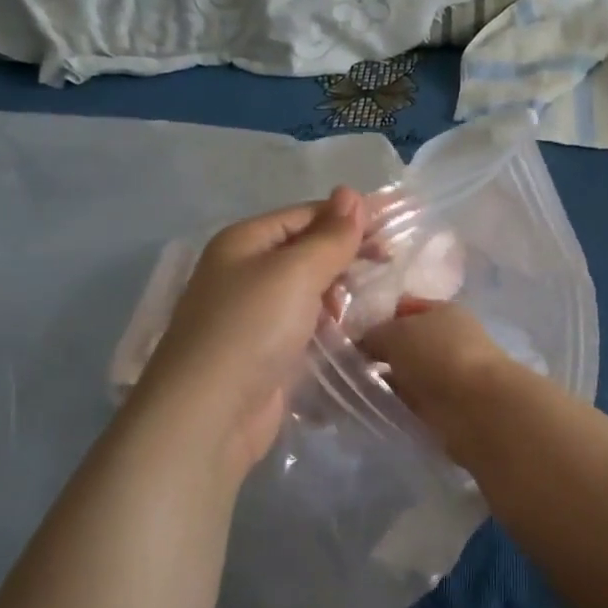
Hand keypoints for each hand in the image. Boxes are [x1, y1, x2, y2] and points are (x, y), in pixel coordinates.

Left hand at [135, 188, 367, 473]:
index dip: (350, 216)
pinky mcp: (266, 350)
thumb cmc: (252, 328)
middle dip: (347, 253)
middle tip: (391, 263)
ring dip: (339, 290)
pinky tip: (351, 328)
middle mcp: (245, 271)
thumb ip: (330, 236)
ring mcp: (254, 314)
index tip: (397, 224)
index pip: (306, 214)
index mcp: (245, 241)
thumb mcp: (296, 271)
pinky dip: (329, 322)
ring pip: (309, 289)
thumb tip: (352, 194)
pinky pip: (306, 323)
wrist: (211, 413)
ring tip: (370, 299)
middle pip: (307, 250)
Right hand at [359, 301, 517, 461]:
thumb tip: (363, 344)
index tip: (350, 333)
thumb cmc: (438, 355)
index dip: (379, 317)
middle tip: (346, 364)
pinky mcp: (448, 406)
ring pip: (409, 373)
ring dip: (387, 380)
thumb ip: (374, 335)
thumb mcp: (396, 333)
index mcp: (444, 311)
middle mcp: (450, 339)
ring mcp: (450, 374)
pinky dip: (397, 402)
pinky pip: (413, 400)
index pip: (406, 308)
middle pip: (408, 342)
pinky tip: (374, 406)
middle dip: (380, 352)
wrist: (477, 407)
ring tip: (354, 388)